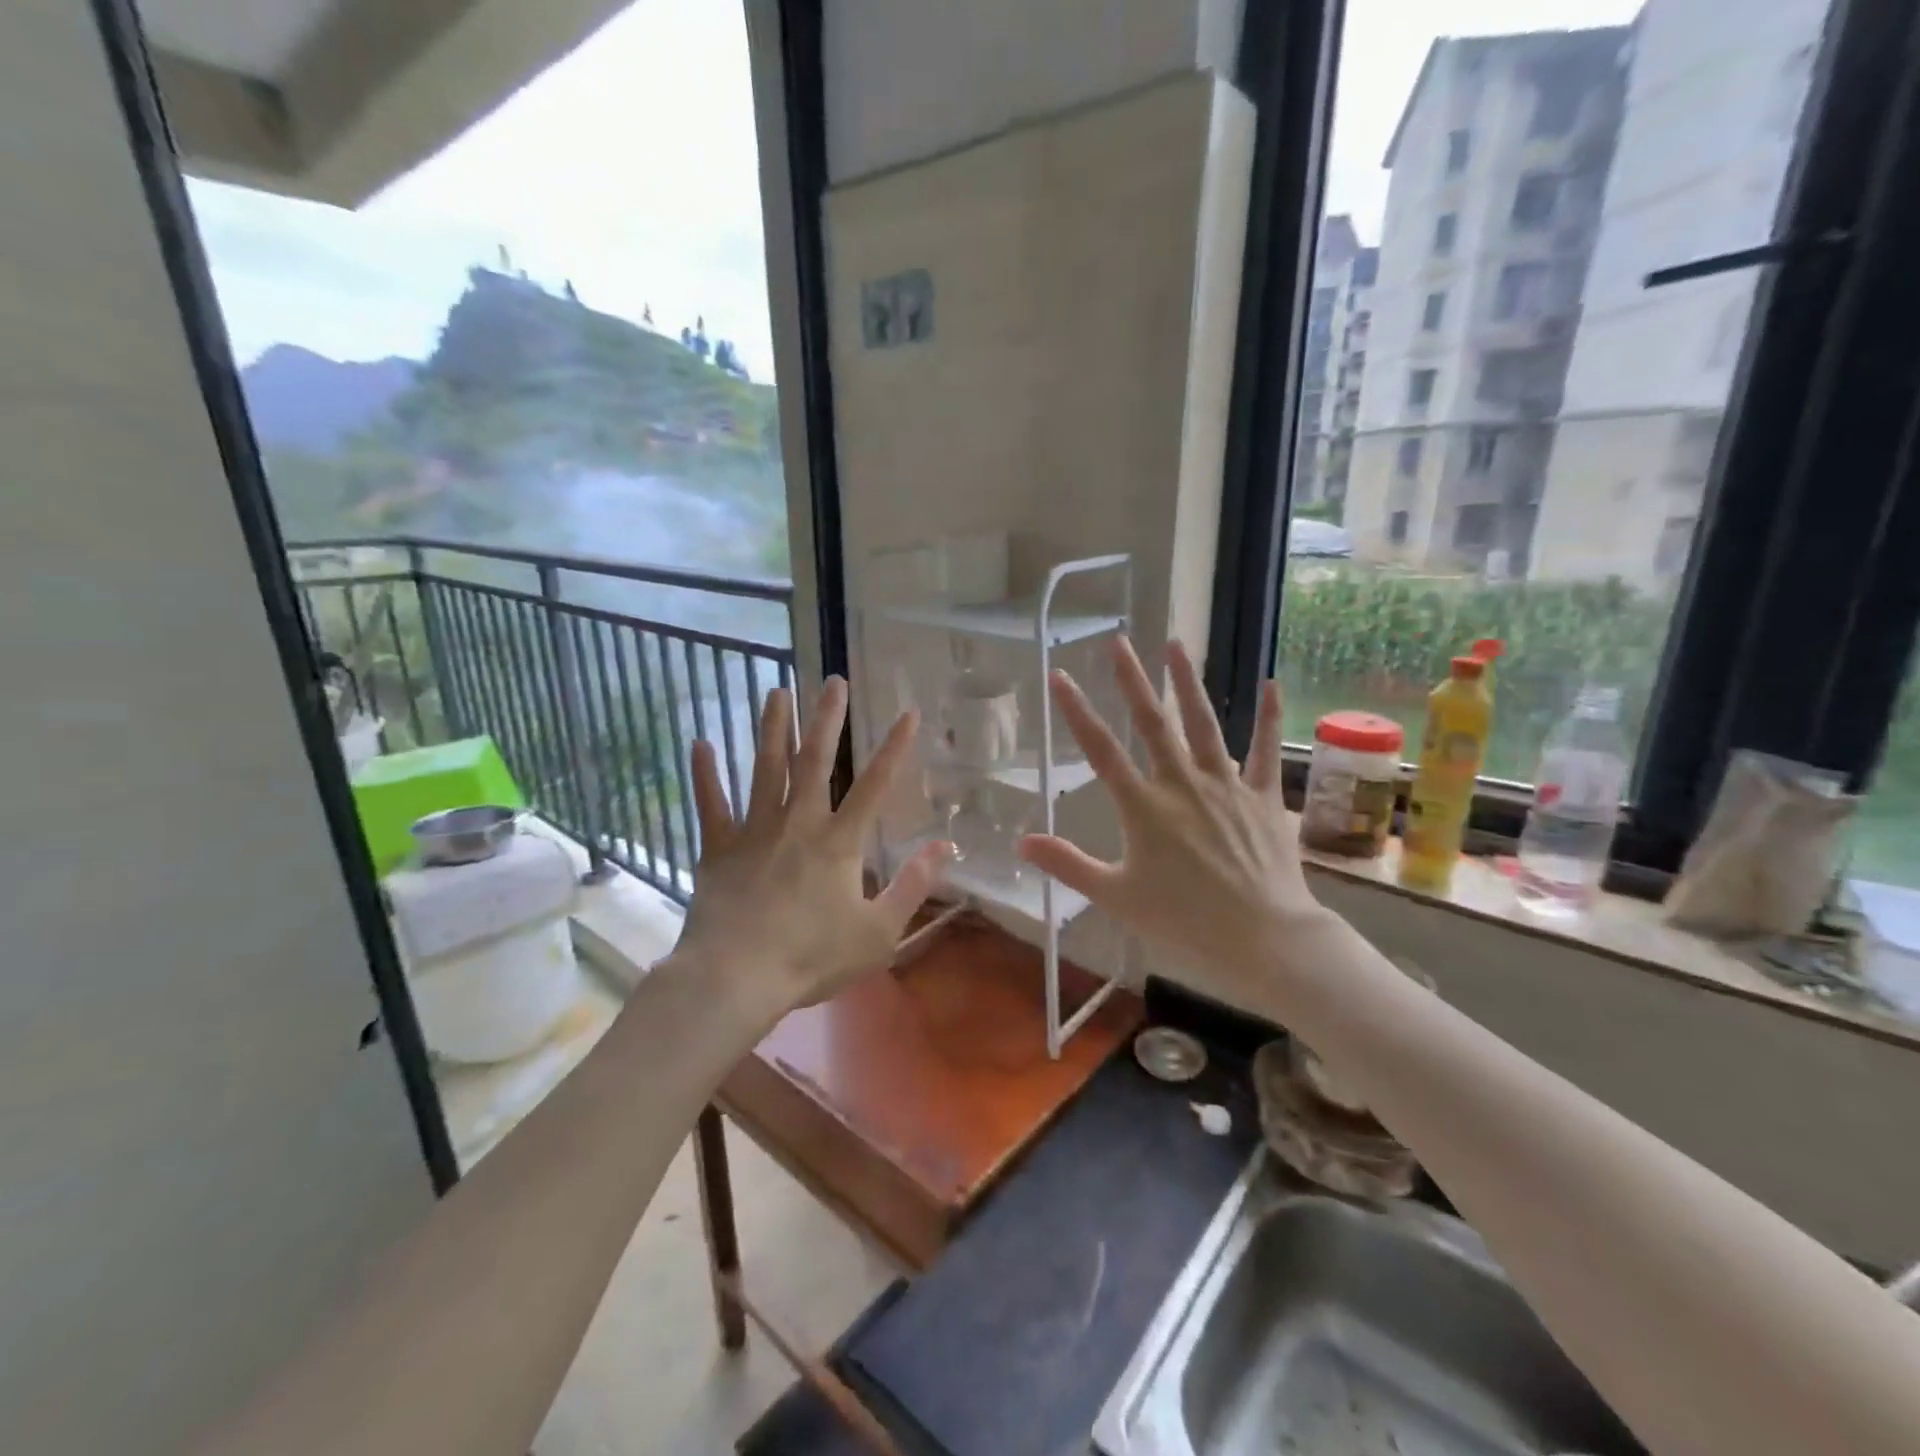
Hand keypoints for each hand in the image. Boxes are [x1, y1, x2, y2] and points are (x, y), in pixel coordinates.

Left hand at [677, 676, 949, 1014]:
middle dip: (826, 719)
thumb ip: (912, 886)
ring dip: (772, 729)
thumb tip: (945, 847)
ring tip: (776, 692)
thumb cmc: (812, 957)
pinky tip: (701, 743)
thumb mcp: (878, 932)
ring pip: (765, 770)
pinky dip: (706, 775)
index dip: (894, 748)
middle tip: (831, 681)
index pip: (874, 785)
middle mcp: (798, 823)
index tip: (908, 712)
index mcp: (839, 843)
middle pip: (814, 761)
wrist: (735, 977)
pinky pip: (712, 805)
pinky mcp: (718, 848)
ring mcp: (754, 832)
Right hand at [1017, 638, 1330, 1008]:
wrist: (1264, 938)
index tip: (1059, 675)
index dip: (1077, 711)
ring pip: (1203, 723)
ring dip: (1188, 682)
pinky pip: (1265, 750)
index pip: (1100, 750)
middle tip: (1118, 641)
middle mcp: (1182, 784)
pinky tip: (1270, 684)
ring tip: (1175, 645)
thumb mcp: (1116, 897)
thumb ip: (1068, 865)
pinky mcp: (1262, 796)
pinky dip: (1269, 717)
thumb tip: (1020, 842)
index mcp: (1143, 807)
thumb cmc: (1185, 922)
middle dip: (1131, 680)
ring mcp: (1226, 785)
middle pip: (1151, 723)